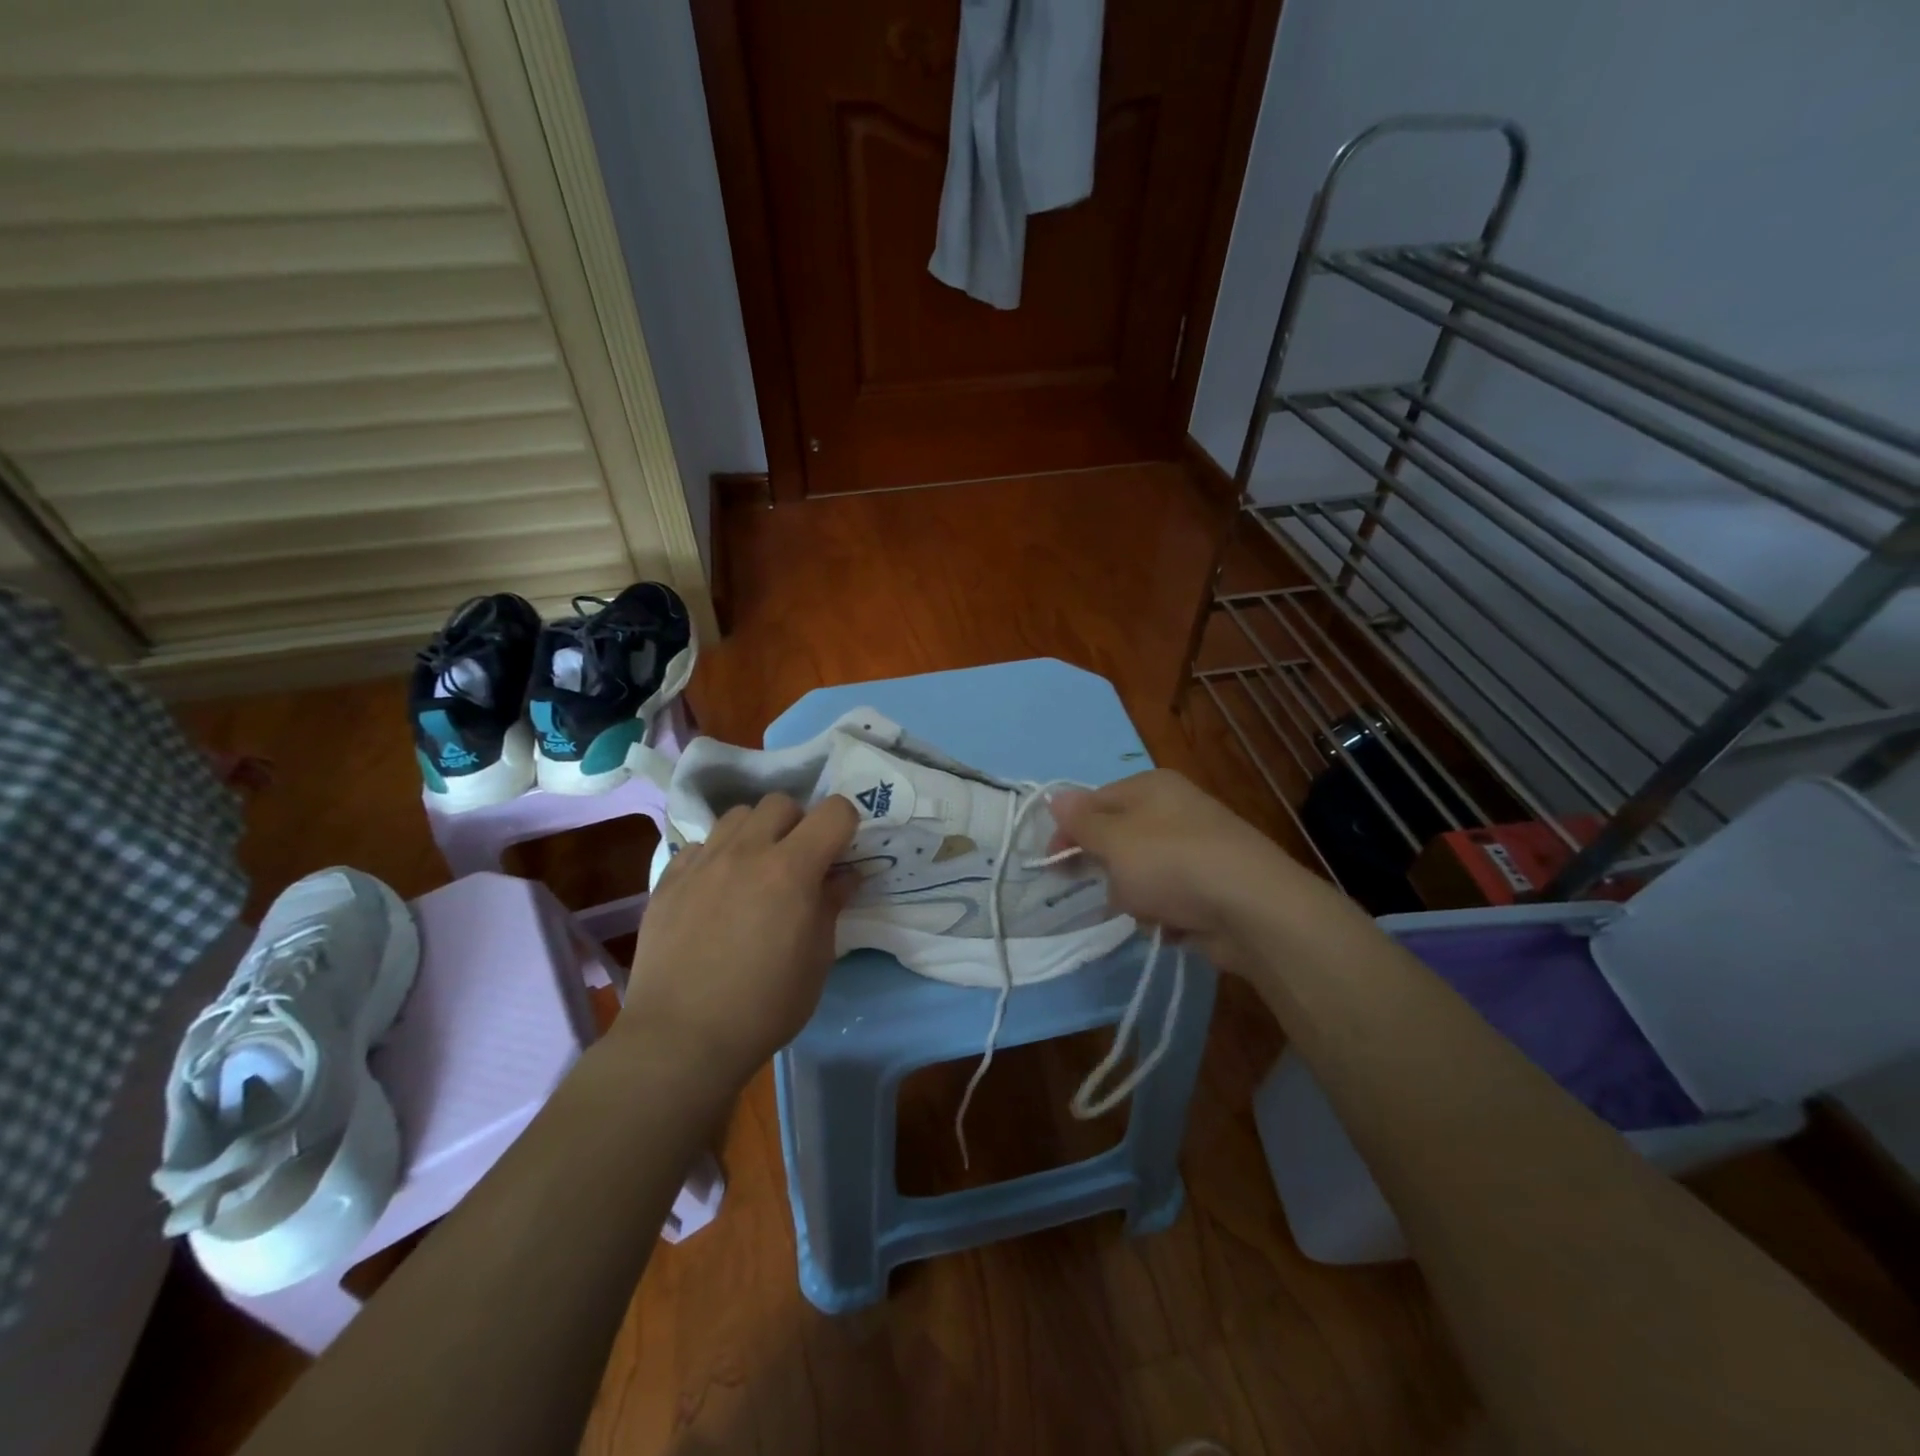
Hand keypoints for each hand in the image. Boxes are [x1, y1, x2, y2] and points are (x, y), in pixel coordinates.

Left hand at [619, 793, 857, 1086]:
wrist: (680, 1039)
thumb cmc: (764, 1006)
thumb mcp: (816, 960)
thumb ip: (830, 906)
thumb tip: (842, 876)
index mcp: (791, 869)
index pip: (834, 811)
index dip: (845, 826)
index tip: (840, 854)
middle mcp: (746, 852)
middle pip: (781, 802)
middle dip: (798, 824)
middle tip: (797, 863)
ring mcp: (702, 862)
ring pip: (737, 816)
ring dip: (756, 833)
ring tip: (754, 870)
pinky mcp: (668, 879)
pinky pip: (700, 845)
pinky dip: (717, 856)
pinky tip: (715, 892)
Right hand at [1049, 770, 1332, 970]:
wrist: (1252, 909)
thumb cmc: (1171, 864)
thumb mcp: (1114, 840)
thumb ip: (1081, 821)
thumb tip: (1055, 797)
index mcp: (1152, 787)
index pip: (1095, 801)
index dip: (1070, 830)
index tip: (1053, 863)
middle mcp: (1175, 810)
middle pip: (1119, 838)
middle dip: (1108, 868)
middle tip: (1109, 888)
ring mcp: (1197, 849)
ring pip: (1141, 873)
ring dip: (1135, 897)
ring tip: (1147, 909)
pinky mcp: (1212, 886)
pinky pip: (1169, 898)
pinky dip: (1165, 914)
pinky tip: (1171, 925)